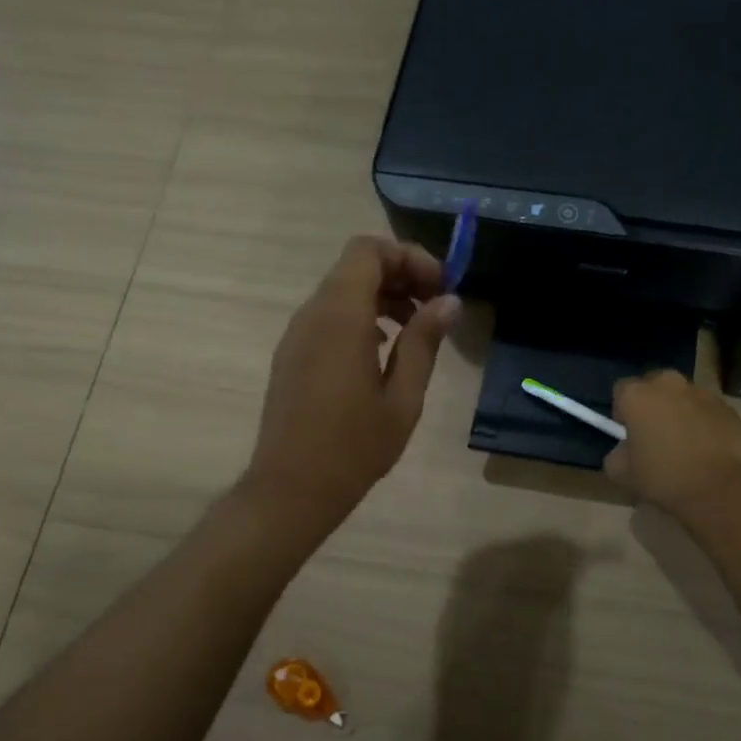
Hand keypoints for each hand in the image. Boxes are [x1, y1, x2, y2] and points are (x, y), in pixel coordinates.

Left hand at [244, 236, 460, 531]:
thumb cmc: (354, 447)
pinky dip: (359, 316)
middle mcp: (312, 314)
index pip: (369, 251)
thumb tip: (449, 301)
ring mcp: (297, 334)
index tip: (440, 286)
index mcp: (340, 317)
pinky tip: (383, 350)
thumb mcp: (403, 397)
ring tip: (415, 328)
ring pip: (341, 290)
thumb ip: (424, 342)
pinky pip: (328, 316)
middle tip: (435, 305)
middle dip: (399, 274)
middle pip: (355, 266)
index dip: (408, 257)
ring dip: (381, 296)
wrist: (291, 489)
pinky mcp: (292, 354)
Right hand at [604, 370, 740, 517]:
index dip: (622, 410)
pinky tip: (705, 447)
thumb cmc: (664, 477)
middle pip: (654, 385)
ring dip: (678, 410)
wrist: (720, 490)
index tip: (628, 432)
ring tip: (684, 441)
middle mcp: (669, 384)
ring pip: (682, 396)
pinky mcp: (727, 408)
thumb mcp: (621, 473)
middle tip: (654, 432)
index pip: (621, 389)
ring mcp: (702, 393)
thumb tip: (625, 449)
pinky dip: (703, 421)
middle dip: (651, 403)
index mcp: (638, 395)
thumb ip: (616, 453)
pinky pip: (706, 410)